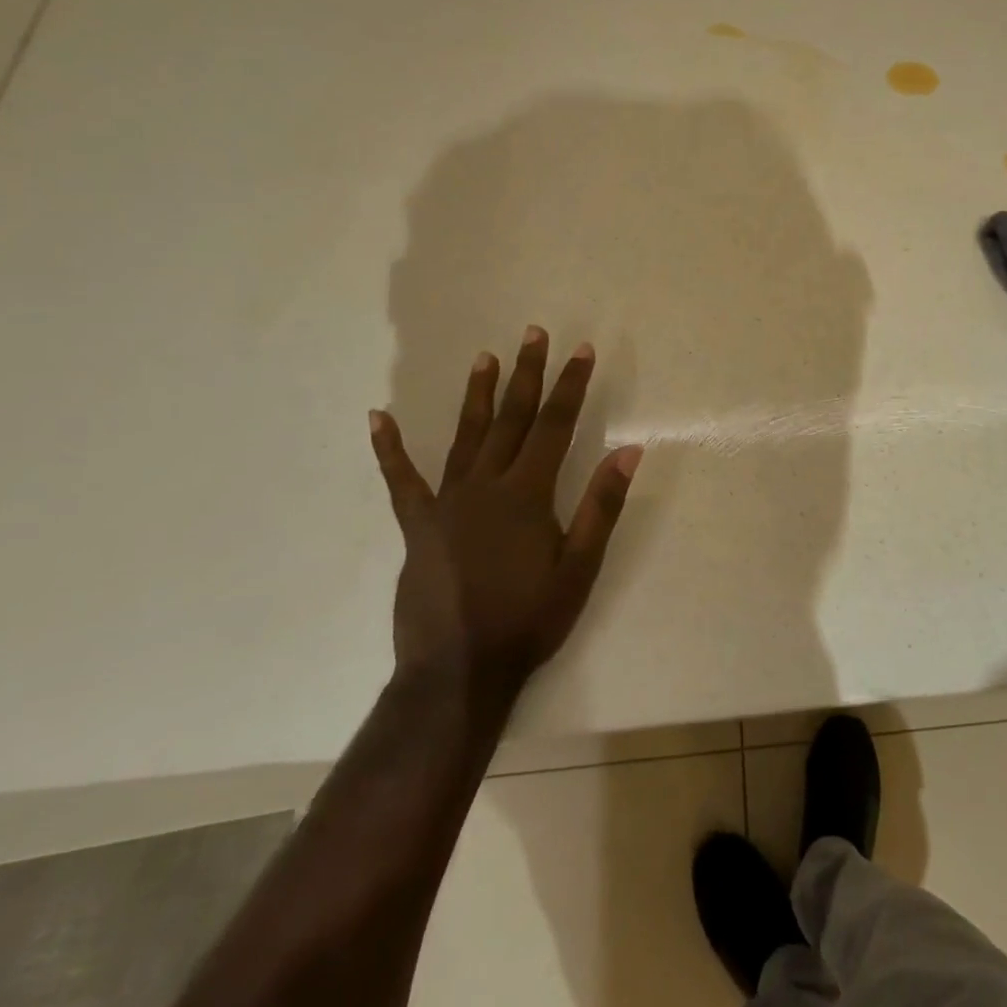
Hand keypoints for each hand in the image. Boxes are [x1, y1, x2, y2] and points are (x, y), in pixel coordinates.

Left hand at [368, 327, 641, 689]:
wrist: (458, 672)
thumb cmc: (529, 620)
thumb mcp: (580, 567)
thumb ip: (601, 506)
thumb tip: (628, 451)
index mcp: (527, 494)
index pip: (555, 425)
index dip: (570, 385)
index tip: (580, 350)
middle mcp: (486, 486)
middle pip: (512, 418)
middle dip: (527, 373)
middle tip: (533, 333)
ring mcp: (447, 503)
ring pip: (465, 436)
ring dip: (478, 394)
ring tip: (485, 357)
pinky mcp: (418, 526)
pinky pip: (402, 480)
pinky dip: (389, 449)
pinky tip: (378, 418)